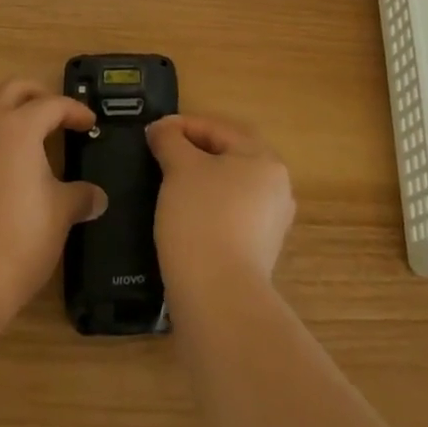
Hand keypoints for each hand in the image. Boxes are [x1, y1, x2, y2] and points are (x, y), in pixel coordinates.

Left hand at [0, 78, 107, 325]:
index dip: (75, 111)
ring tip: (27, 141)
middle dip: (37, 94)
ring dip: (8, 116)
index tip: (89, 123)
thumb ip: (80, 197)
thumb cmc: (19, 238)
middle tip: (55, 114)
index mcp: (19, 127)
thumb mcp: (60, 215)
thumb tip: (97, 197)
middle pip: (12, 89)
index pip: (53, 104)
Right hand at [147, 115, 295, 299]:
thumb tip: (161, 130)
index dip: (181, 126)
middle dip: (191, 154)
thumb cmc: (201, 218)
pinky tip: (181, 218)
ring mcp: (270, 224)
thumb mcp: (179, 168)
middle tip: (158, 156)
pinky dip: (205, 210)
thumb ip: (169, 140)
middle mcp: (275, 188)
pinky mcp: (258, 254)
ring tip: (166, 185)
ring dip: (197, 183)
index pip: (218, 129)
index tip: (152, 133)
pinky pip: (228, 217)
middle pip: (226, 157)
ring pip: (227, 188)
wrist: (218, 300)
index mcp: (264, 159)